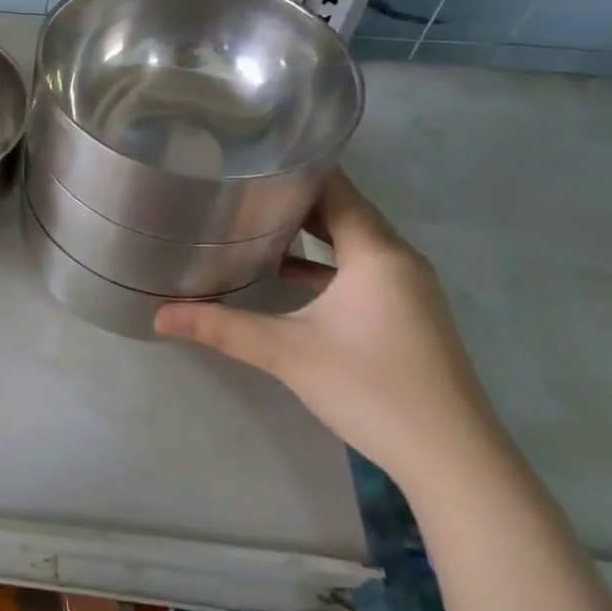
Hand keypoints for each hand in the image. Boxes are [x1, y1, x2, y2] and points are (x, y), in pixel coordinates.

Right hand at [154, 171, 503, 493]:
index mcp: (376, 252)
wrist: (453, 459)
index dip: (296, 167)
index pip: (337, 187)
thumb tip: (158, 314)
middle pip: (345, 210)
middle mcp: (398, 259)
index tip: (252, 152)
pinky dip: (328, 262)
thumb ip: (222, 327)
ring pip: (354, 241)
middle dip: (296, 197)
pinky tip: (289, 274)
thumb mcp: (287, 353)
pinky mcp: (408, 314)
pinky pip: (363, 269)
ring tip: (257, 219)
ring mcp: (408, 288)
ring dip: (312, 230)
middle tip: (241, 183)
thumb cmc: (371, 388)